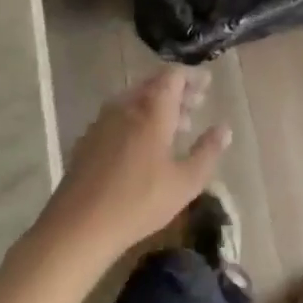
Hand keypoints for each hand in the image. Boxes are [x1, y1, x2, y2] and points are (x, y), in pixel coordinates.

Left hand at [38, 67, 229, 262]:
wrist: (78, 226)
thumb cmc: (139, 201)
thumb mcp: (185, 182)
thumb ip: (208, 151)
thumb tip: (224, 128)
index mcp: (152, 109)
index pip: (173, 76)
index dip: (192, 77)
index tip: (207, 82)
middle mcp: (126, 107)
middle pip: (154, 86)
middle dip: (177, 91)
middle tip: (197, 102)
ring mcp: (103, 122)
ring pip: (135, 101)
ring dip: (158, 106)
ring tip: (177, 125)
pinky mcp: (88, 140)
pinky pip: (119, 117)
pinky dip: (138, 119)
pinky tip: (144, 144)